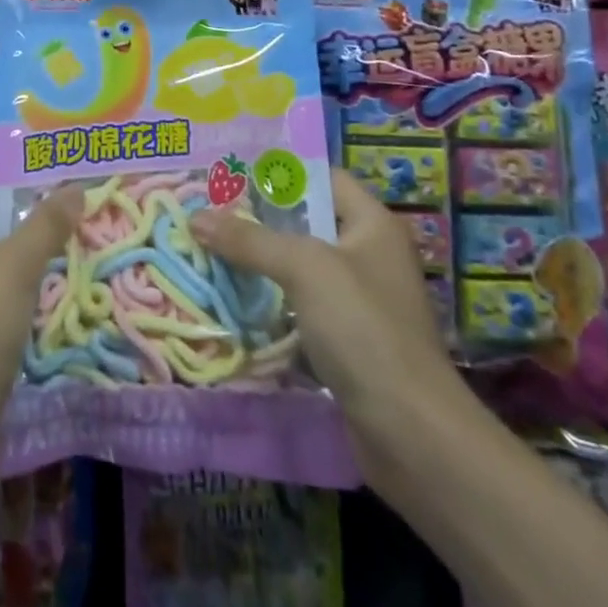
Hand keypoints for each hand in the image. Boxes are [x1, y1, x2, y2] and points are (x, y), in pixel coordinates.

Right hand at [189, 167, 458, 419]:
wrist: (411, 433)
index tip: (231, 174)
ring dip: (261, 263)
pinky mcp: (348, 341)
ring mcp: (359, 300)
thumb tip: (195, 218)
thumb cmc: (363, 328)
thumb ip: (250, 240)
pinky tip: (235, 301)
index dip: (279, 173)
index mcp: (372, 224)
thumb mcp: (304, 269)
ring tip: (211, 249)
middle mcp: (368, 254)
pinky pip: (301, 307)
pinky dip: (271, 303)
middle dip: (259, 219)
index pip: (322, 178)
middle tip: (209, 211)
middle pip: (307, 223)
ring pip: (300, 267)